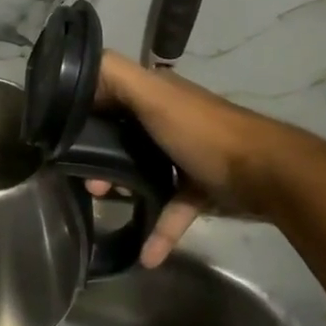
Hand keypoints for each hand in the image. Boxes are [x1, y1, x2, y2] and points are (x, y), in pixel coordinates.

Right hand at [89, 51, 309, 266]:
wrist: (267, 174)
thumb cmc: (203, 131)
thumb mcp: (155, 95)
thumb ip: (116, 76)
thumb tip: (75, 69)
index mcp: (155, 94)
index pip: (108, 93)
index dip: (82, 109)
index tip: (57, 132)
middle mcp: (166, 120)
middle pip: (120, 135)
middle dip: (95, 154)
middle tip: (80, 173)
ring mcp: (184, 155)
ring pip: (140, 170)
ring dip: (120, 186)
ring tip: (101, 200)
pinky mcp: (199, 188)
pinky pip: (171, 209)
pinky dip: (159, 229)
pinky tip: (146, 256)